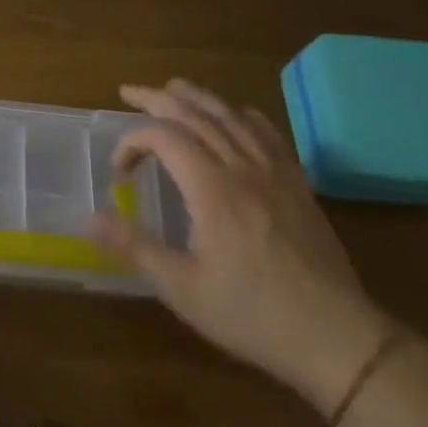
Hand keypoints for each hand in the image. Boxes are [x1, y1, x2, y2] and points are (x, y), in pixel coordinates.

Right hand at [91, 79, 397, 414]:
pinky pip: (267, 132)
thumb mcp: (183, 289)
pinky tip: (234, 115)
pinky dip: (242, 114)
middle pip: (196, 114)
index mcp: (213, 189)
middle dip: (156, 99)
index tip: (119, 169)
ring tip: (171, 87)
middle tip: (128, 92)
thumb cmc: (253, 316)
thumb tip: (90, 219)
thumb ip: (135, 247)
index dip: (133, 141)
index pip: (164, 137)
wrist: (337, 338)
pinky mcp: (297, 184)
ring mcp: (275, 172)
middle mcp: (243, 168)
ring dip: (196, 96)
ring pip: (231, 115)